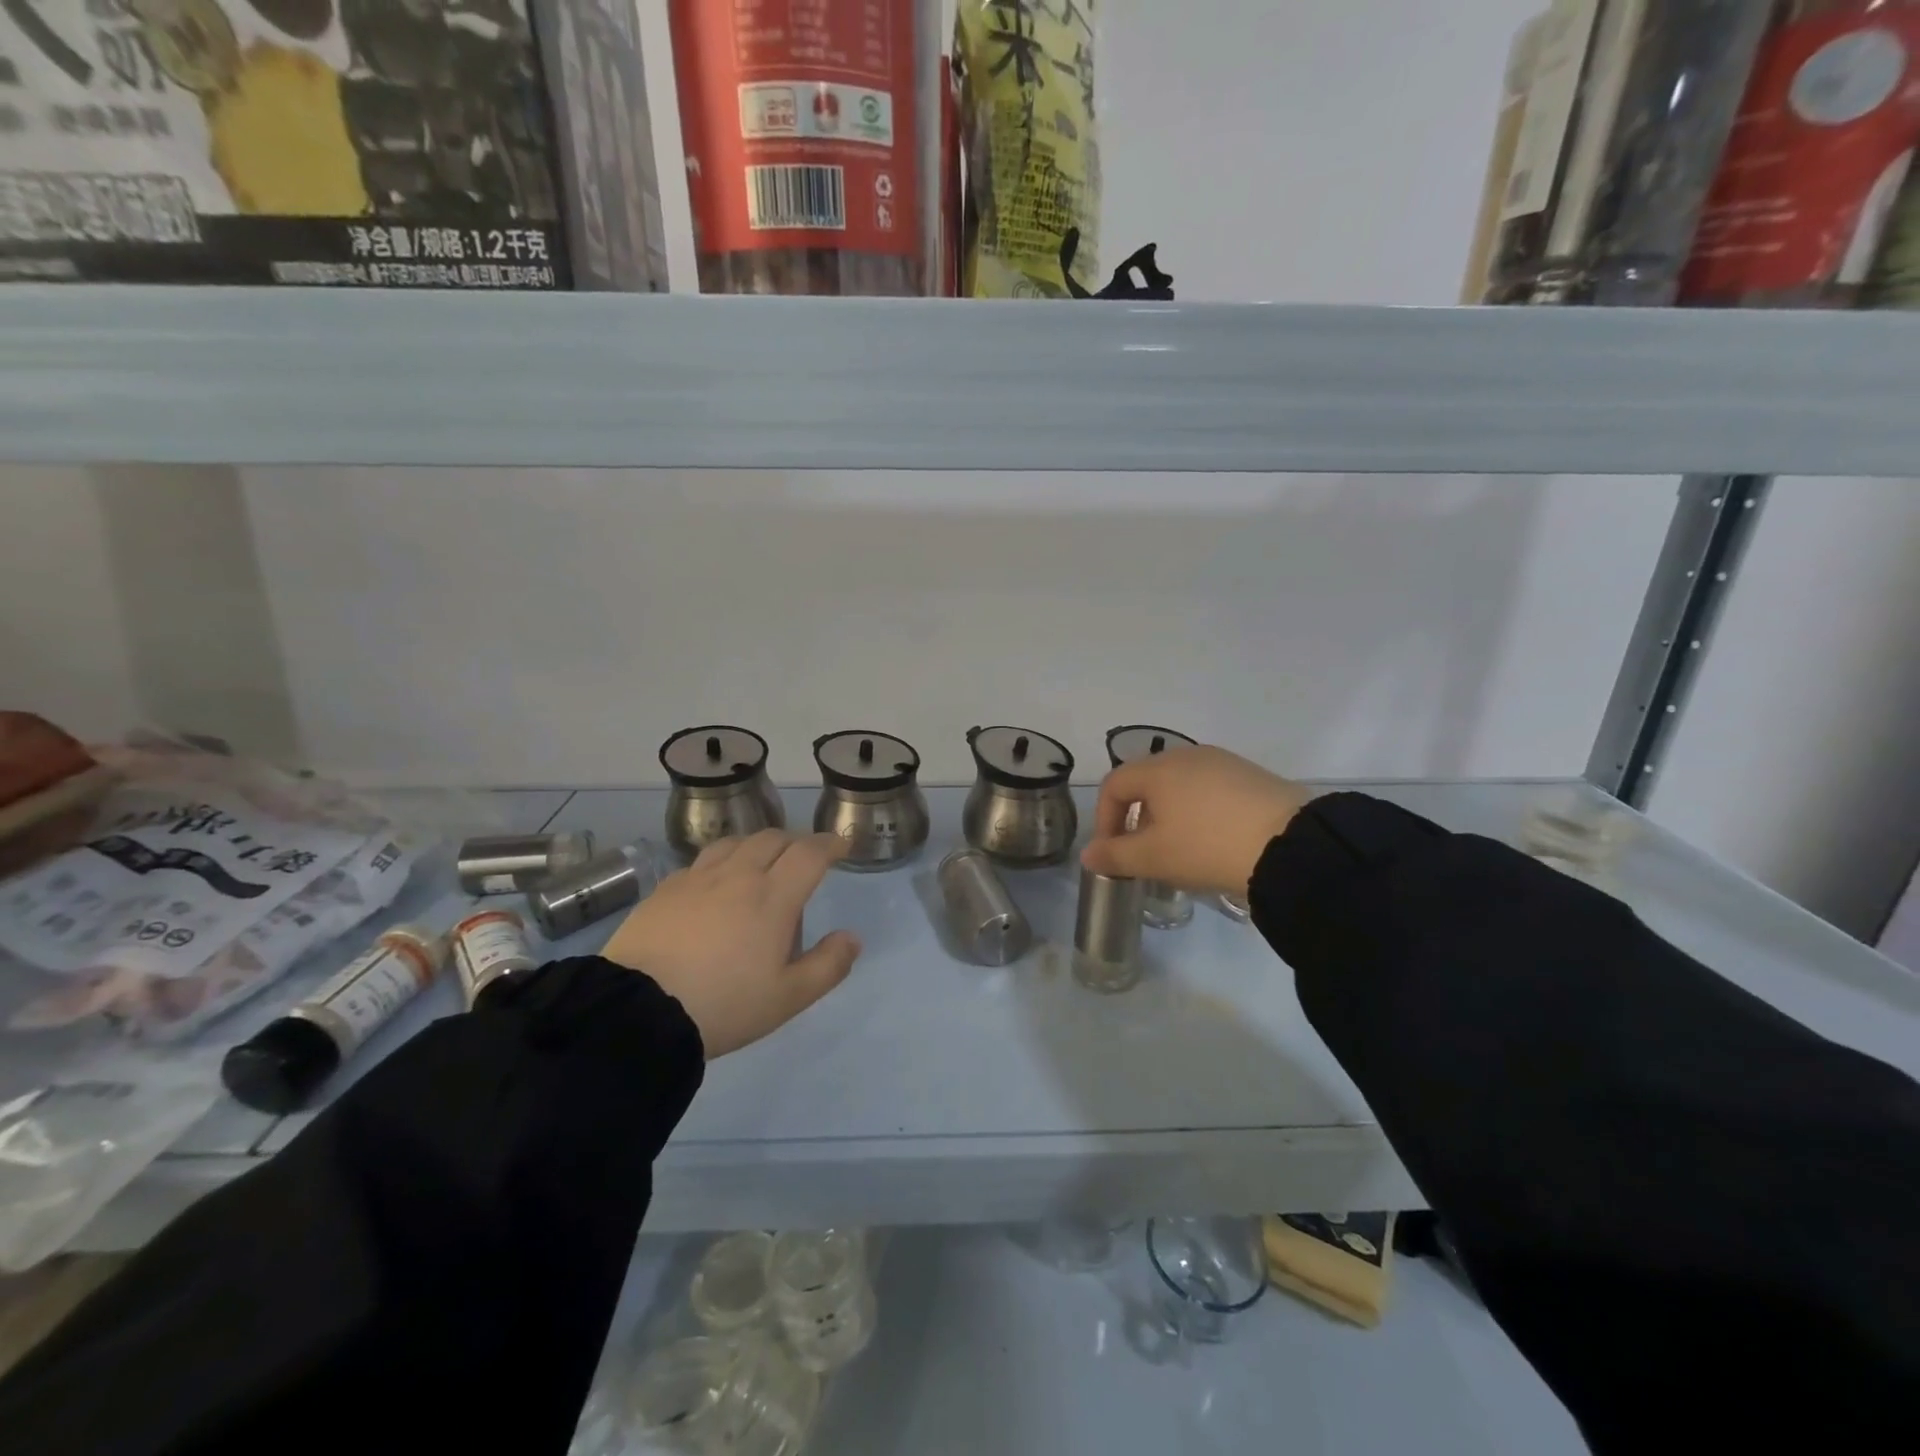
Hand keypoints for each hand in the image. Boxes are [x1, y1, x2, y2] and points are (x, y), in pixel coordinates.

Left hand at [600, 830, 861, 1058]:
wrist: (637, 1012)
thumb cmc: (723, 1005)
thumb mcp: (787, 998)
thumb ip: (828, 966)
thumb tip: (852, 937)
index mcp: (773, 897)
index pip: (809, 853)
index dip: (829, 844)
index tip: (840, 846)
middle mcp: (738, 875)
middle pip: (773, 838)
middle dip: (796, 841)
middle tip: (804, 858)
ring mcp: (698, 878)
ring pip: (736, 842)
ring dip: (758, 844)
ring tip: (761, 861)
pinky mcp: (665, 889)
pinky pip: (702, 860)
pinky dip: (722, 860)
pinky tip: (716, 882)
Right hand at [1081, 744, 1308, 894]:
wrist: (1290, 845)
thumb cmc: (1207, 846)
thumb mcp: (1154, 858)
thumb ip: (1115, 856)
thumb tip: (1088, 855)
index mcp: (1158, 769)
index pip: (1114, 785)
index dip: (1104, 819)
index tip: (1112, 853)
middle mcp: (1187, 755)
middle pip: (1147, 782)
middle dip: (1136, 818)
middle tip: (1144, 853)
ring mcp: (1223, 762)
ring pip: (1179, 786)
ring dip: (1168, 815)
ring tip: (1180, 849)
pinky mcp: (1251, 775)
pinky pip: (1210, 789)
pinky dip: (1199, 811)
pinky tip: (1214, 839)